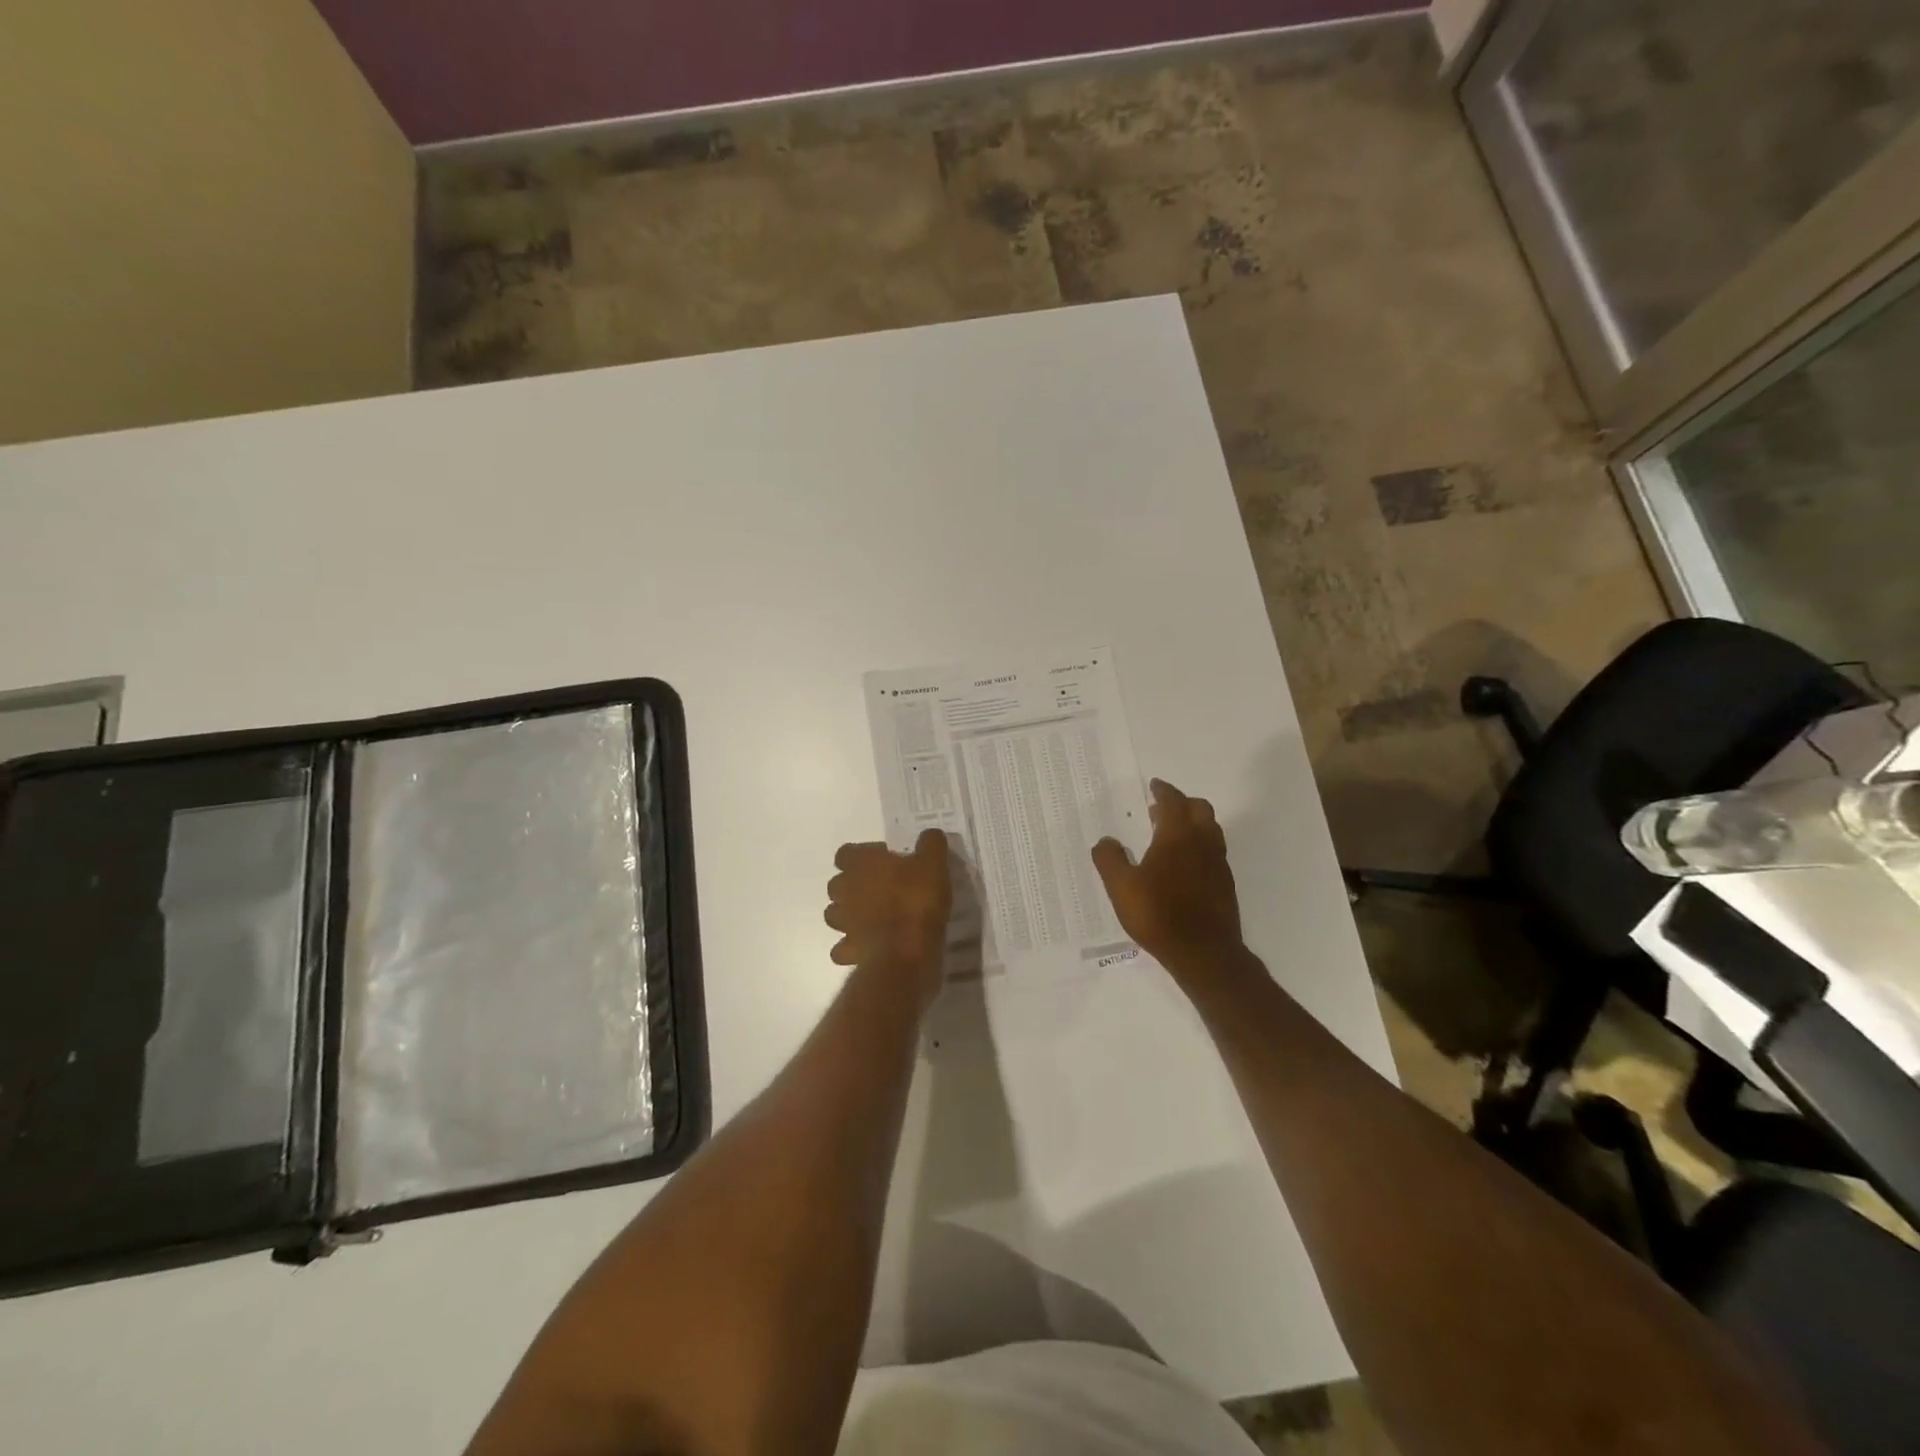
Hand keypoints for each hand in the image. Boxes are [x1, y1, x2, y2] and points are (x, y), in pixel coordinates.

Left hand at [825, 830, 952, 998]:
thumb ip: (930, 844)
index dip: (863, 855)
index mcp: (861, 865)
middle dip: (853, 885)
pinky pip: (843, 948)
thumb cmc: (916, 899)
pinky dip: (852, 947)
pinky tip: (870, 946)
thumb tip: (930, 835)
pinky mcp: (849, 951)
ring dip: (848, 915)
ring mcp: (844, 923)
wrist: (906, 951)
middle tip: (882, 888)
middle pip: (837, 883)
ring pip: (834, 914)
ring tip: (873, 917)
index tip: (886, 860)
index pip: (845, 853)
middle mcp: (845, 891)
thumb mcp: (934, 863)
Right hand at [1093, 779, 1242, 975]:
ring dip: (1193, 824)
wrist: (1204, 953)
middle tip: (1161, 810)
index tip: (1155, 786)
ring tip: (1171, 835)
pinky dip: (1199, 846)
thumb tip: (1106, 841)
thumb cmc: (1159, 914)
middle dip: (1181, 803)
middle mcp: (1203, 843)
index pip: (1173, 802)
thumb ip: (1110, 859)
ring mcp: (1218, 864)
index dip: (1163, 791)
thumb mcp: (1121, 887)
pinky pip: (1213, 852)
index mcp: (1177, 836)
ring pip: (1210, 830)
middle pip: (1199, 809)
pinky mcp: (1225, 884)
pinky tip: (1183, 865)